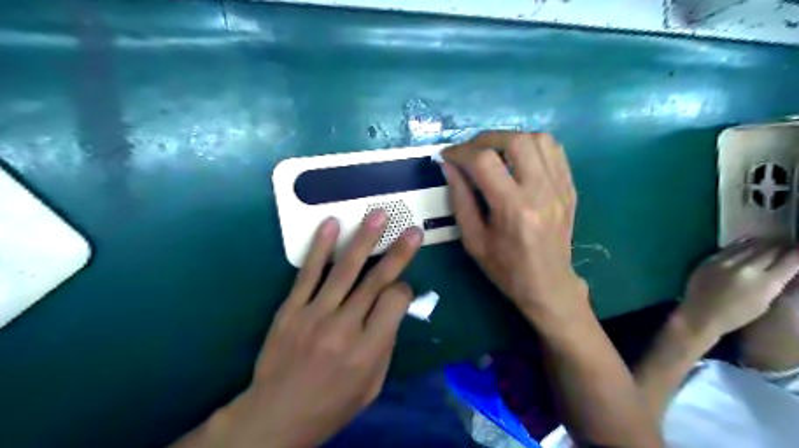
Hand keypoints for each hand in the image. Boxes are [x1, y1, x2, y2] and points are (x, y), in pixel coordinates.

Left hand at [205, 212, 420, 447]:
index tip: (402, 287)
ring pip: (345, 270)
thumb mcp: (372, 386)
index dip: (404, 290)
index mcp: (368, 349)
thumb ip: (386, 344)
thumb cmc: (331, 405)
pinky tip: (331, 224)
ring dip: (364, 239)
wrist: (276, 416)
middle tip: (412, 231)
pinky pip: (308, 273)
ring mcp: (315, 314)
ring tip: (378, 215)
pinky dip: (320, 247)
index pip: (395, 302)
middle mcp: (344, 327)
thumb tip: (394, 309)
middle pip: (376, 281)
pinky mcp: (291, 309)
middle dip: (398, 253)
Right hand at [443, 132, 584, 321]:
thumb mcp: (473, 240)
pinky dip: (532, 145)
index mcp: (513, 209)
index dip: (461, 152)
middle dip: (485, 139)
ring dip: (510, 138)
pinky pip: (555, 151)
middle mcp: (541, 191)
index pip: (484, 161)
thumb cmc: (505, 268)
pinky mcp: (569, 187)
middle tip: (470, 151)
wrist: (548, 284)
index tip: (447, 156)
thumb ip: (459, 199)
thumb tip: (448, 166)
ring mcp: (560, 187)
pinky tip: (518, 158)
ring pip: (539, 139)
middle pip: (515, 141)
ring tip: (494, 152)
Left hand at [680, 240, 797, 336]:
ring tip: (771, 244)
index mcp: (765, 283)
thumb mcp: (766, 302)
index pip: (791, 260)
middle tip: (788, 247)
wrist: (700, 314)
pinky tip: (751, 243)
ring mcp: (725, 262)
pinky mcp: (710, 259)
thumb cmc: (736, 315)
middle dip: (783, 248)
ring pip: (752, 245)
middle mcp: (746, 268)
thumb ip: (777, 283)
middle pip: (771, 250)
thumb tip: (788, 267)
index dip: (798, 253)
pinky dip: (744, 243)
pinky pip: (731, 246)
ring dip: (764, 244)